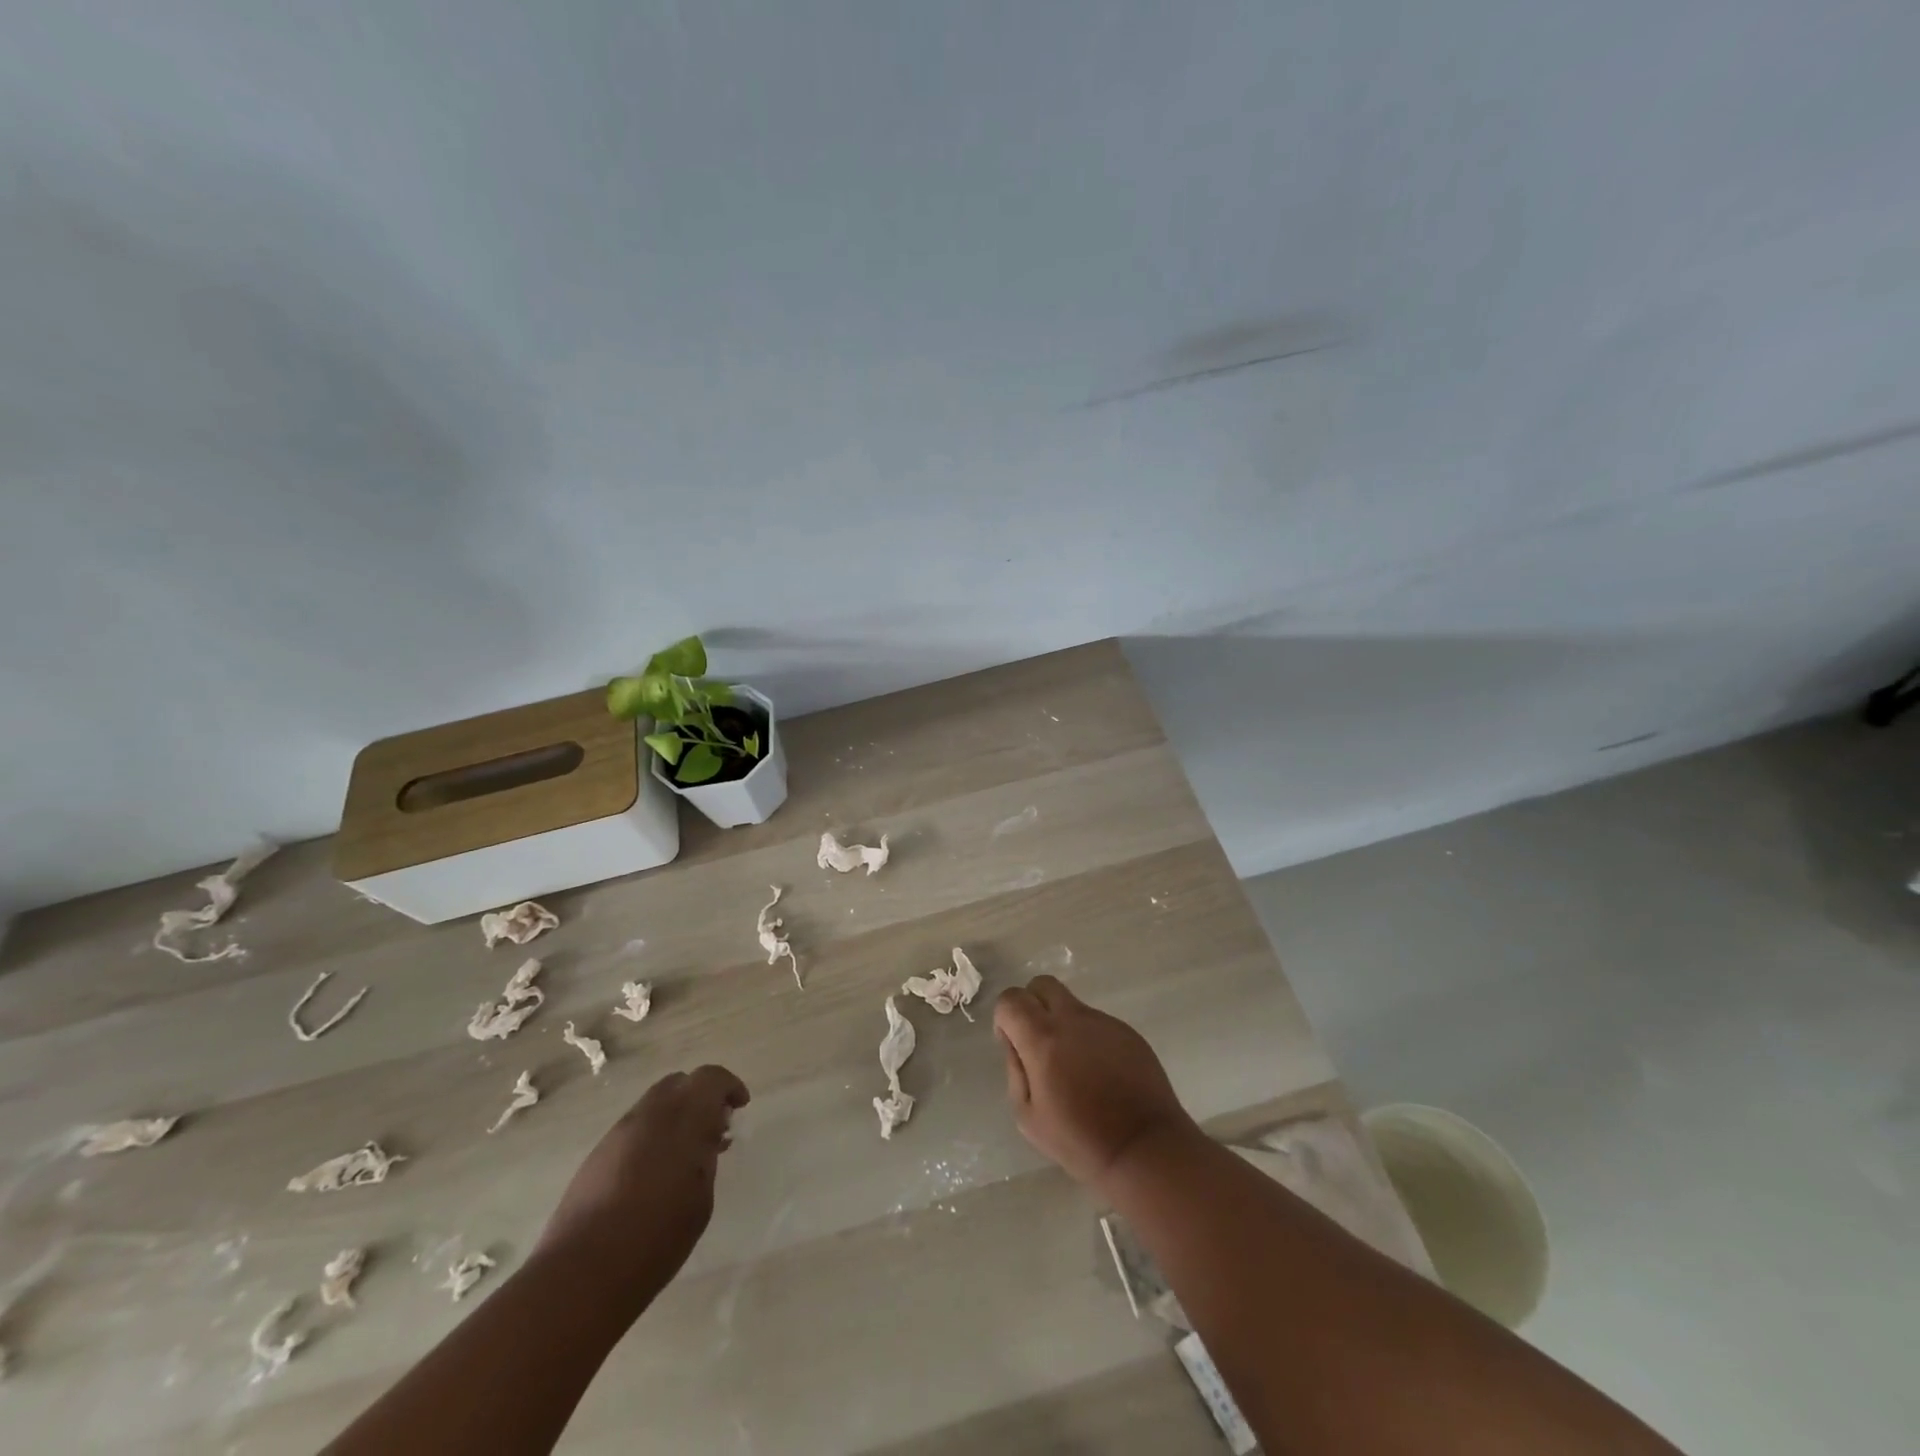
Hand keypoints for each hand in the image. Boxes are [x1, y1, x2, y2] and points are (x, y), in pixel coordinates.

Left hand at [537, 1065, 749, 1291]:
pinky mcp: (597, 1154)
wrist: (583, 1272)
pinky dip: (652, 1136)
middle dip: (700, 1097)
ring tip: (685, 1154)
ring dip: (675, 1117)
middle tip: (714, 1128)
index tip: (740, 1107)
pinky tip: (655, 1172)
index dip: (729, 1087)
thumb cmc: (657, 1236)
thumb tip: (706, 1138)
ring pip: (654, 1104)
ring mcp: (619, 1132)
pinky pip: (634, 1130)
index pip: (711, 1078)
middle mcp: (650, 1113)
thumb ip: (706, 1156)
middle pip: (679, 1084)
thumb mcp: (701, 1197)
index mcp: (683, 1117)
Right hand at [995, 975, 1197, 1190]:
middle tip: (1038, 1043)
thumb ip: (1015, 1070)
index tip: (1014, 1045)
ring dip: (1063, 1024)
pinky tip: (1100, 1075)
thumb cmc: (1080, 1140)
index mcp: (1044, 1038)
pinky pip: (1097, 1023)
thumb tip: (1016, 1044)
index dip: (1005, 1017)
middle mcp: (1073, 1019)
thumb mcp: (1028, 1116)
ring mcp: (1104, 1022)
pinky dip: (1089, 1039)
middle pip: (1042, 984)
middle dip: (1032, 1004)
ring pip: (1072, 1005)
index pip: (1011, 998)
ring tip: (1075, 1068)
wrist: (1143, 1147)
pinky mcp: (1128, 1031)